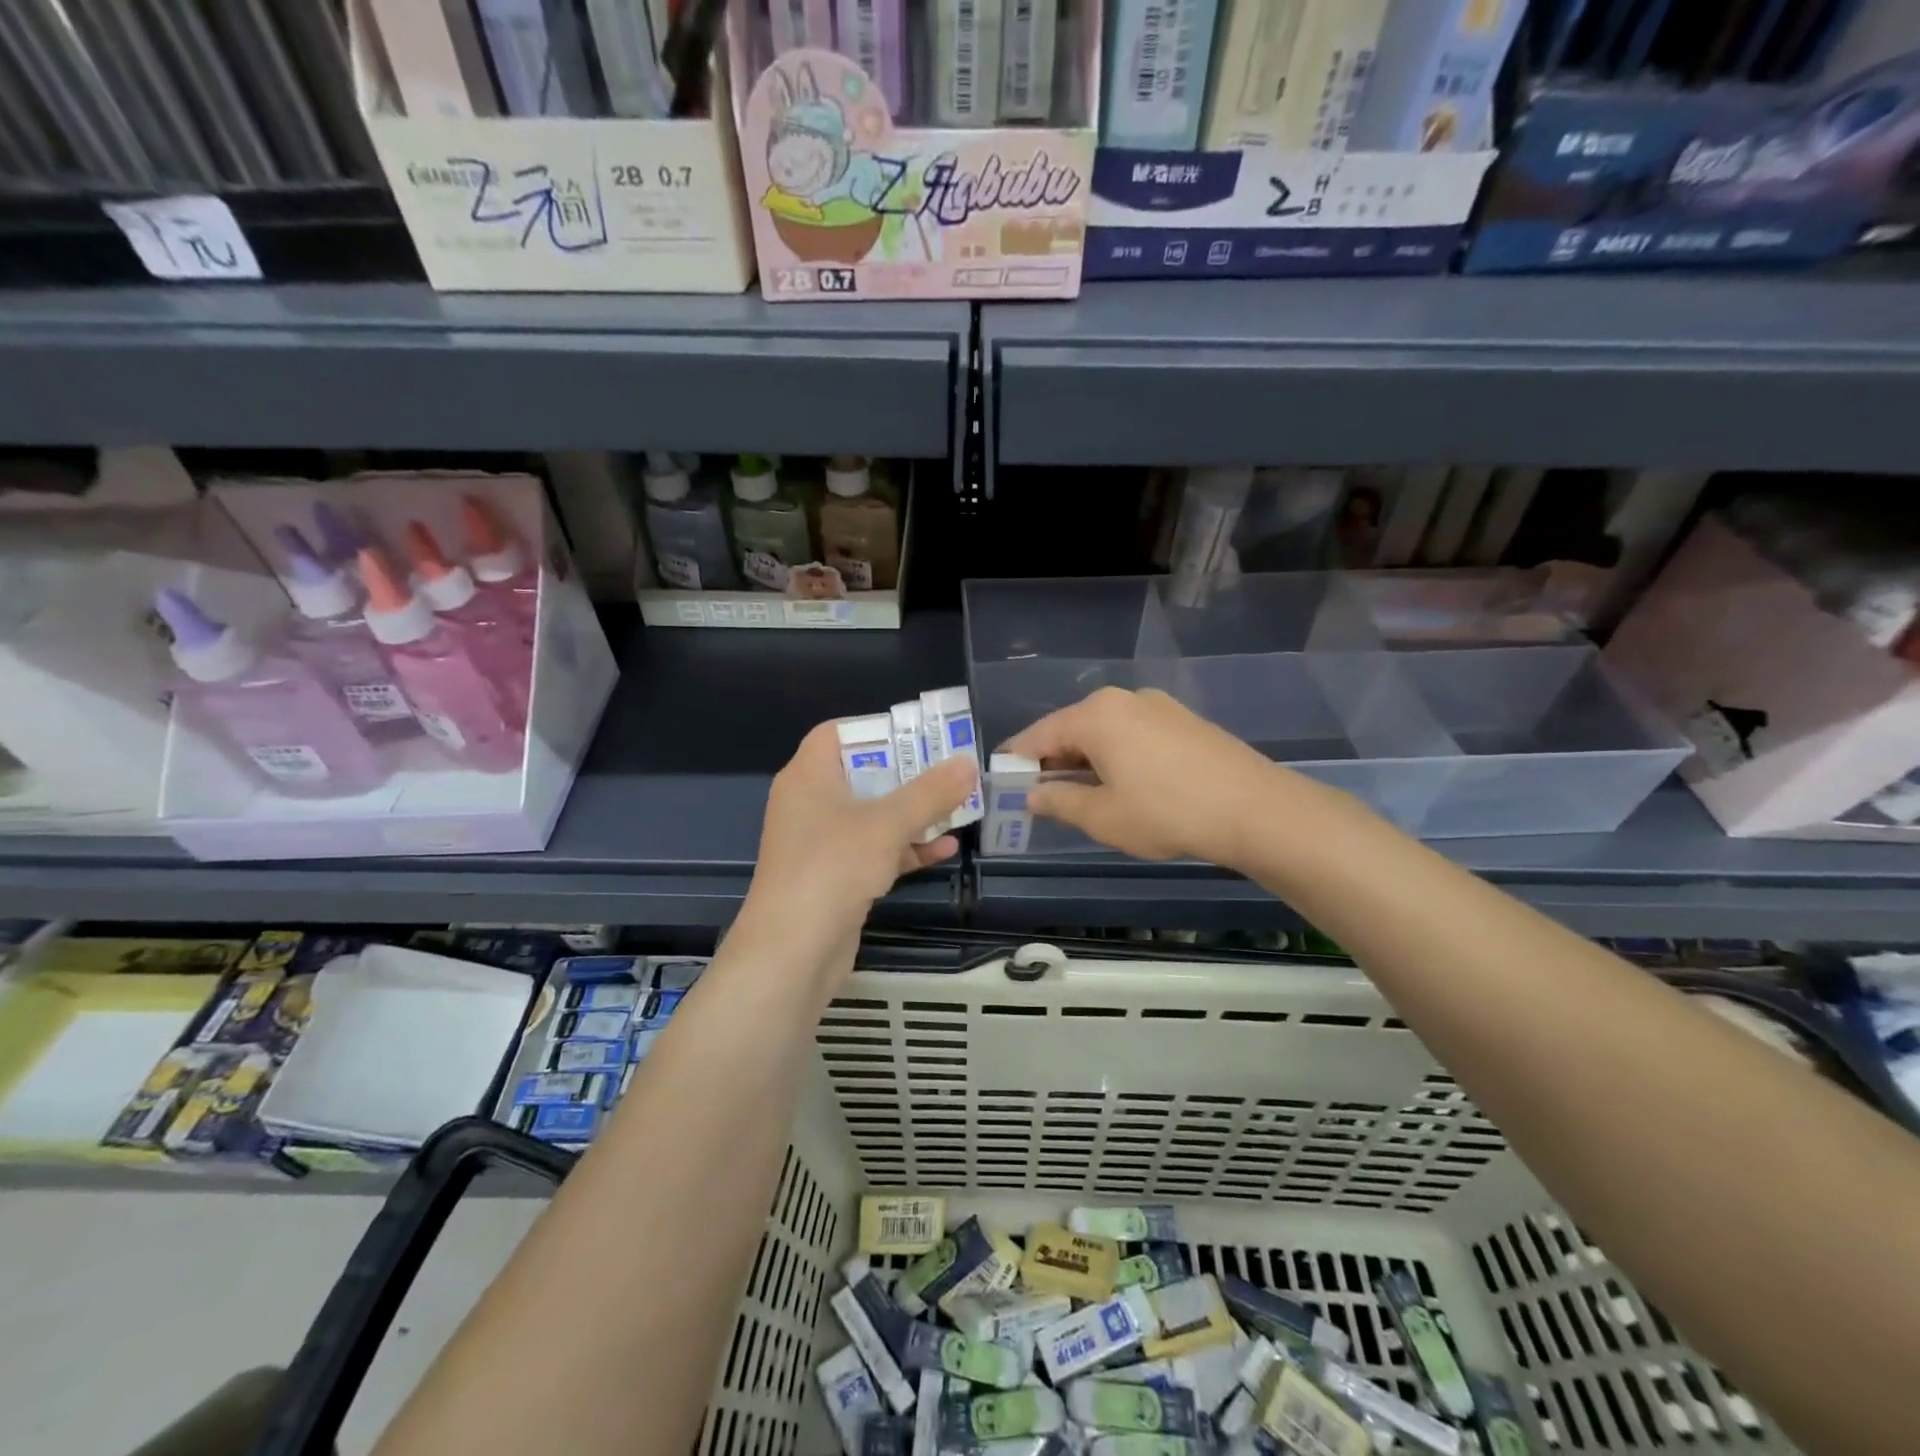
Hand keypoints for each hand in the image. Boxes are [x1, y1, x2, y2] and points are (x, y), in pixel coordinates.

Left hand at [746, 721, 974, 937]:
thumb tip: (966, 762)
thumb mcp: (886, 824)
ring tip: (959, 807)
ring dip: (914, 813)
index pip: (838, 733)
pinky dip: (906, 848)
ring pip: (873, 815)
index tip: (919, 735)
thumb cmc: (832, 868)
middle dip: (909, 774)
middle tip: (952, 770)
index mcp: (809, 776)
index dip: (878, 729)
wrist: (792, 951)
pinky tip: (946, 849)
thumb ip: (930, 792)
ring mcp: (822, 842)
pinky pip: (875, 850)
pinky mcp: (836, 876)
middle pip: (864, 774)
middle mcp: (811, 803)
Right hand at [1002, 687, 1275, 865]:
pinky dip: (1116, 756)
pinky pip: (1133, 734)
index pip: (1038, 734)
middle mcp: (1123, 699)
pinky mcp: (1183, 720)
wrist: (1255, 809)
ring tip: (1084, 796)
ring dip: (1086, 761)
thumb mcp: (1103, 816)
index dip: (1017, 761)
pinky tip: (1125, 786)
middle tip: (1043, 797)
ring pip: (1104, 732)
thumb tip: (1034, 794)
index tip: (1003, 784)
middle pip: (1072, 729)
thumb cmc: (1167, 813)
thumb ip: (1059, 801)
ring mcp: (1157, 706)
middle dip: (1053, 762)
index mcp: (1096, 715)